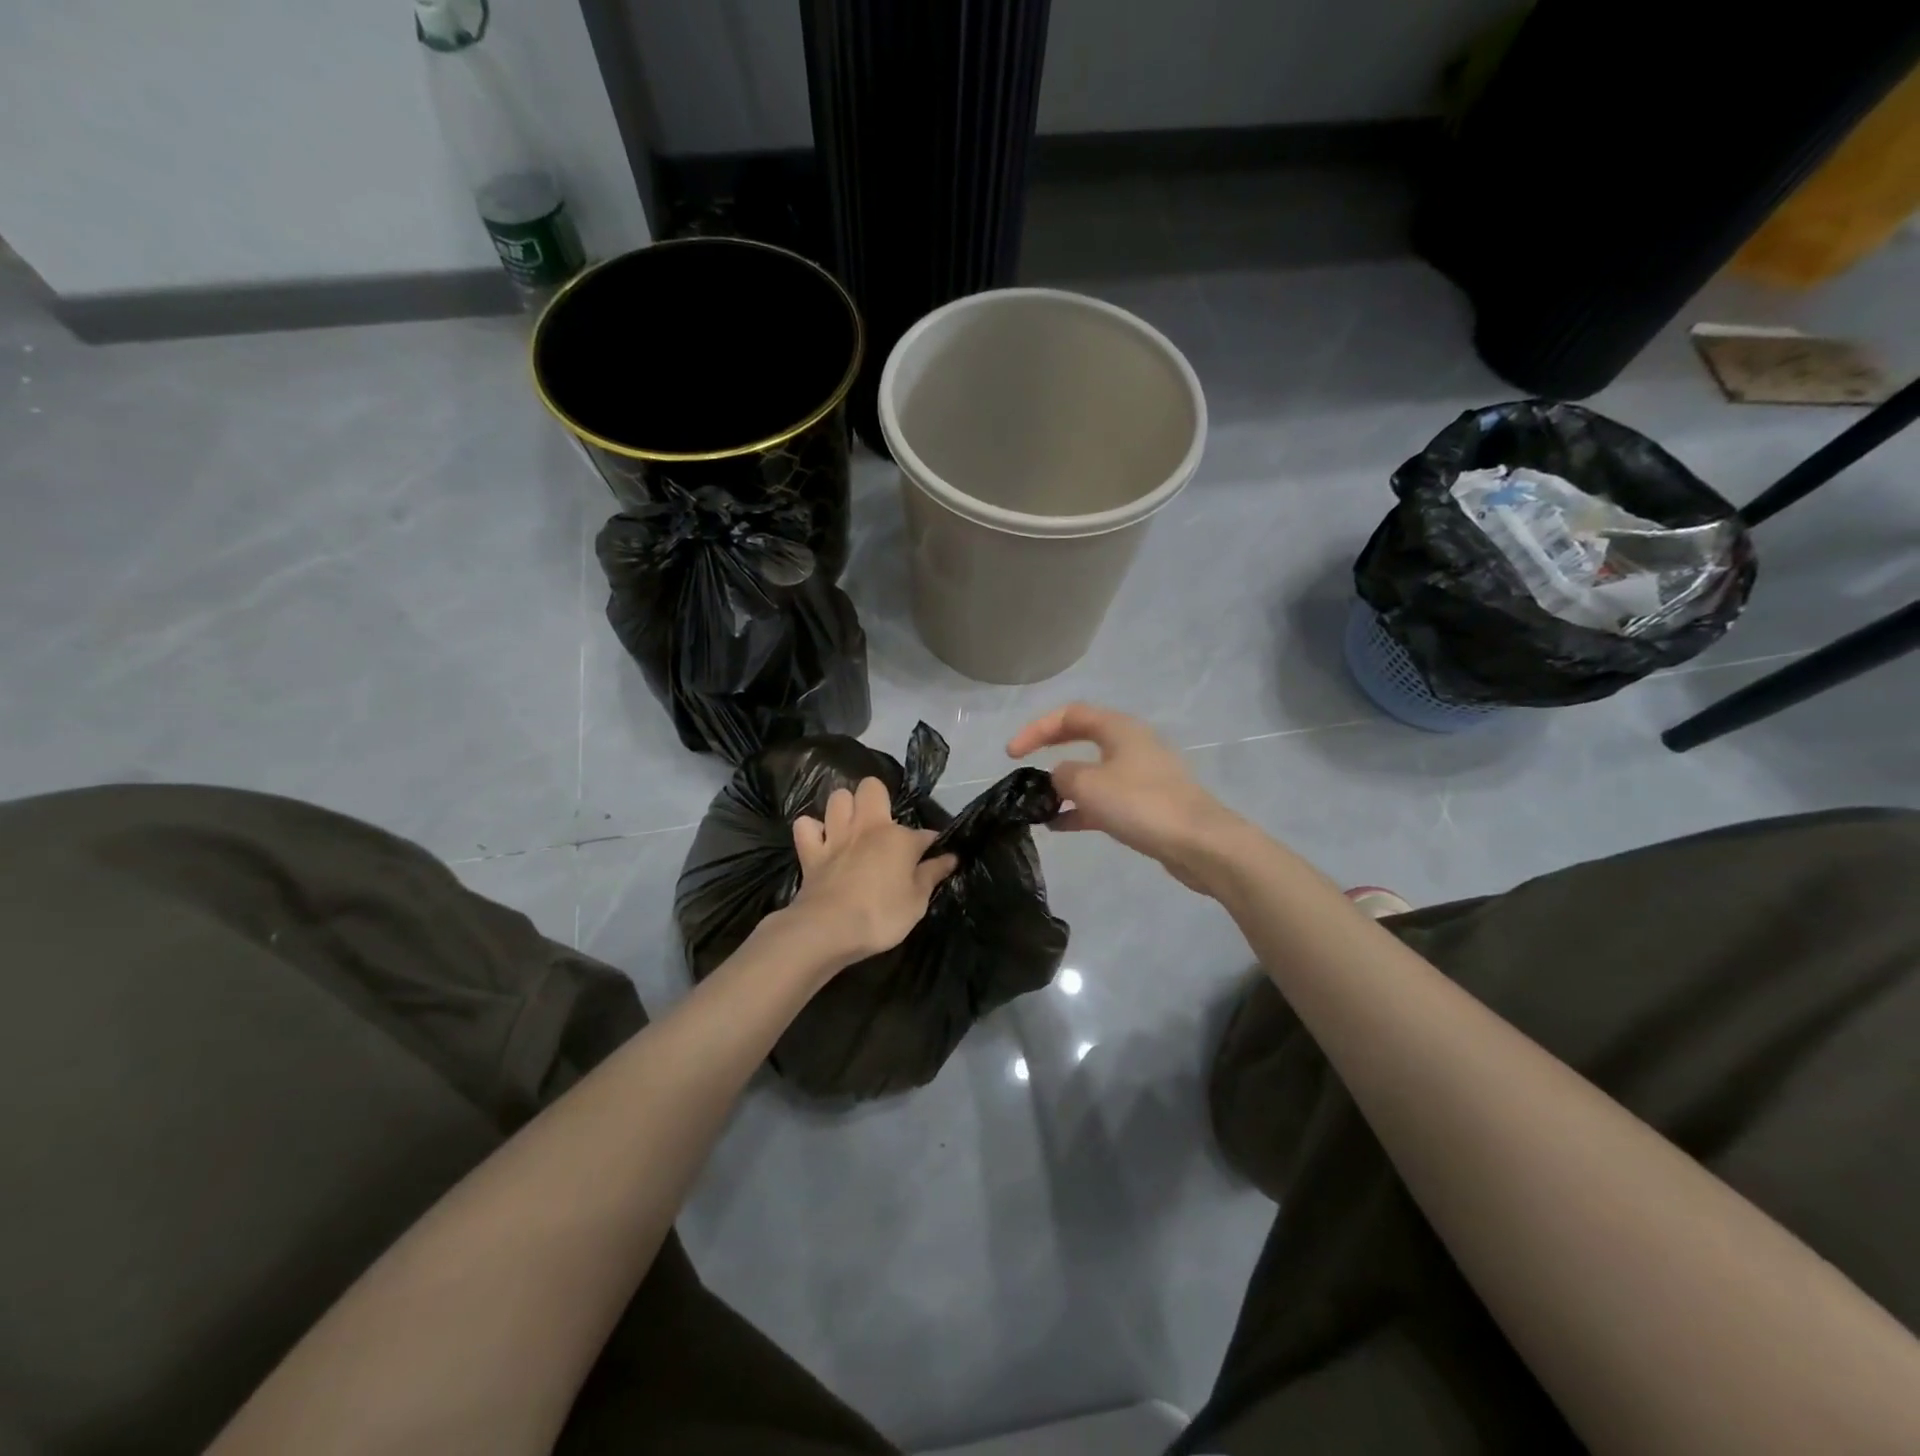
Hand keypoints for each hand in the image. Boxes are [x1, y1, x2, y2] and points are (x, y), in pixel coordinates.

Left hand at [777, 777, 957, 971]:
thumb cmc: (881, 916)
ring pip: (837, 798)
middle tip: (884, 824)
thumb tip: (951, 857)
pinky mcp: (810, 852)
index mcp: (898, 838)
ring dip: (845, 808)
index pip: (925, 833)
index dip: (931, 844)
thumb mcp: (917, 901)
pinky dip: (812, 830)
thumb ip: (932, 875)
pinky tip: (821, 840)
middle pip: (871, 787)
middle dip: (878, 798)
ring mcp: (835, 836)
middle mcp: (867, 827)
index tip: (936, 857)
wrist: (828, 929)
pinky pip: (806, 825)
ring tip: (852, 826)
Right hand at [1007, 703, 1244, 891]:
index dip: (1036, 729)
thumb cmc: (1141, 804)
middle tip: (1023, 766)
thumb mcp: (1088, 785)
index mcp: (1119, 729)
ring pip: (1093, 772)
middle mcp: (1131, 745)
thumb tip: (1059, 777)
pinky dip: (1081, 809)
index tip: (1011, 754)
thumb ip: (1062, 775)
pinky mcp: (1147, 804)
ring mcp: (1141, 775)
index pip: (1070, 714)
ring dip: (1064, 786)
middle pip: (1082, 738)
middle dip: (1050, 750)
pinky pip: (1105, 799)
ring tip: (1038, 804)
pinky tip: (1060, 826)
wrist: (1199, 843)